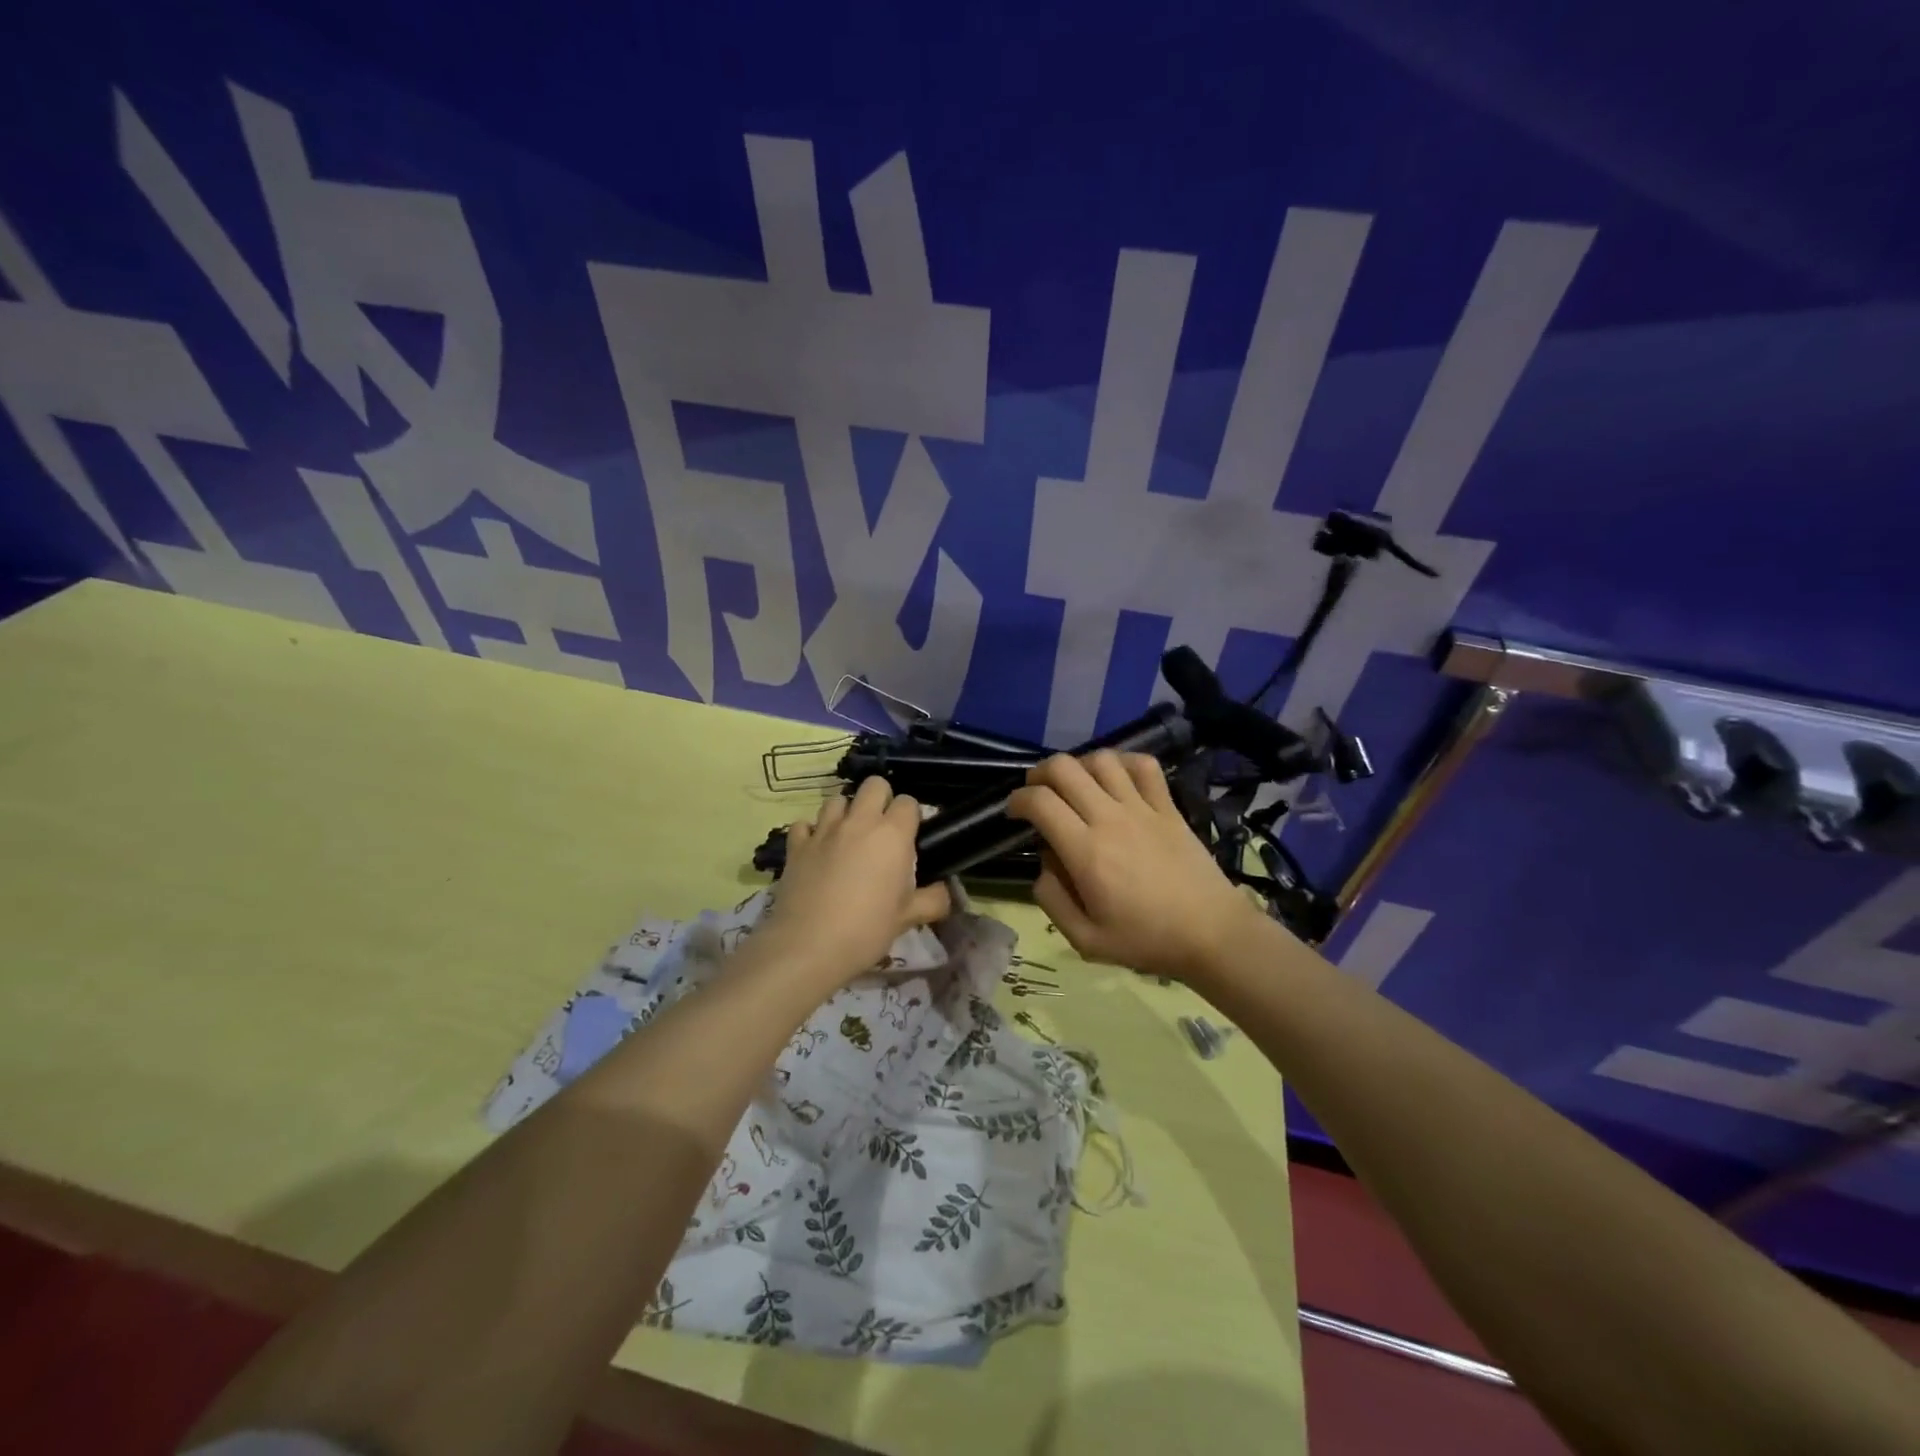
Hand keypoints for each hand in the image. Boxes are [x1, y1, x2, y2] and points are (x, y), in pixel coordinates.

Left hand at [753, 776, 951, 988]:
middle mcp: (859, 822)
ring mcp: (824, 830)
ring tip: (848, 837)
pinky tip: (817, 849)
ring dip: (846, 812)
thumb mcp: (908, 918)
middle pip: (873, 785)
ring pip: (837, 798)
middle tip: (882, 829)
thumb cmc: (866, 930)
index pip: (908, 802)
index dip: (911, 816)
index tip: (910, 837)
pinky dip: (812, 832)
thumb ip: (934, 900)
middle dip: (881, 799)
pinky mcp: (796, 845)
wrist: (808, 946)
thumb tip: (947, 893)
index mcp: (892, 835)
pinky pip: (804, 824)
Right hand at [1007, 751, 1264, 983]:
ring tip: (1075, 785)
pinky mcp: (1168, 807)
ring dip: (1080, 765)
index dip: (1017, 800)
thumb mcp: (1085, 940)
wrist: (1212, 935)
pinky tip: (1117, 778)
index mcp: (1085, 851)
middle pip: (1065, 768)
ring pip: (1102, 760)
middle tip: (1037, 792)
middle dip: (1040, 773)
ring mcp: (1142, 809)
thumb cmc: (1146, 941)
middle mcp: (1110, 819)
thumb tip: (1043, 865)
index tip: (1014, 812)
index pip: (1040, 802)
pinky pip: (1145, 766)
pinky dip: (1125, 762)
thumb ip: (1052, 901)